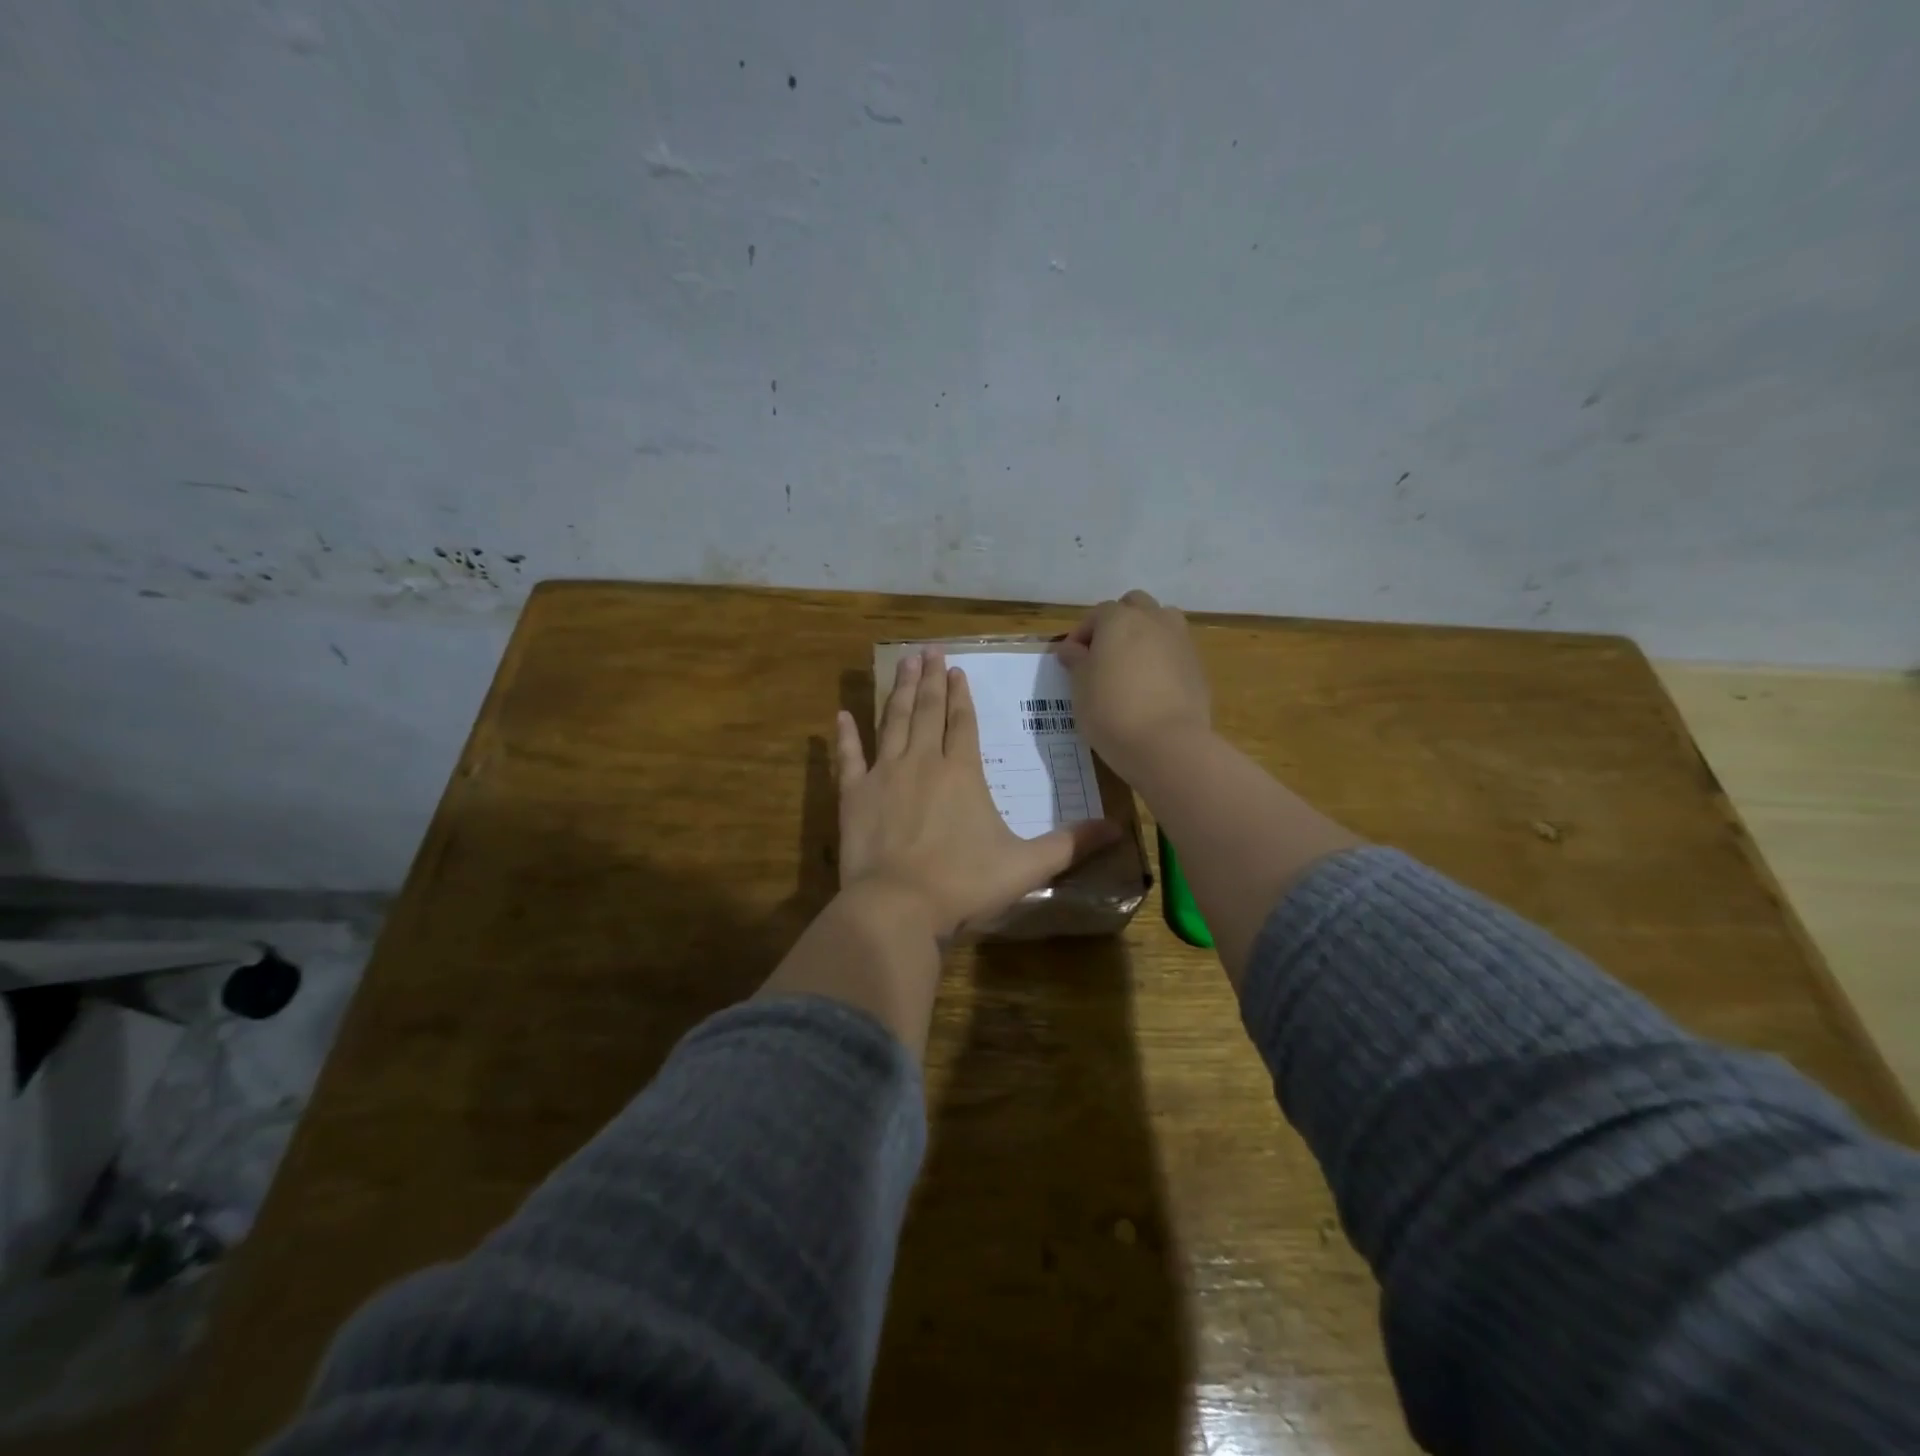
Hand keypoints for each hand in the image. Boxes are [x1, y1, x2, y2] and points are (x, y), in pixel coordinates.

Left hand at [836, 648, 1120, 937]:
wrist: (898, 906)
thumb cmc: (964, 884)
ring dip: (900, 692)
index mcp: (962, 772)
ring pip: (893, 722)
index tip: (958, 670)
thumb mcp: (1026, 865)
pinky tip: (842, 715)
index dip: (962, 695)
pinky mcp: (853, 796)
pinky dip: (846, 736)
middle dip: (931, 679)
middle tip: (928, 651)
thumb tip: (1118, 830)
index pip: (963, 722)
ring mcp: (884, 775)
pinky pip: (849, 758)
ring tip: (903, 664)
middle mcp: (922, 761)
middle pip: (928, 711)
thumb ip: (1070, 844)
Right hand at [1056, 589, 1211, 775]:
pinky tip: (1152, 686)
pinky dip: (1162, 658)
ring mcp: (1181, 640)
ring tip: (1131, 664)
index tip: (1071, 660)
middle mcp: (1153, 620)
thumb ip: (1076, 661)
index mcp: (1120, 619)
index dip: (1081, 635)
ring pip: (1161, 622)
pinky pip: (1175, 650)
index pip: (1096, 614)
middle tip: (1104, 654)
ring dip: (1145, 633)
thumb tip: (1071, 648)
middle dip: (1118, 623)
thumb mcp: (1080, 687)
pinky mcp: (1197, 665)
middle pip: (1134, 606)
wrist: (1167, 743)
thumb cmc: (1111, 711)